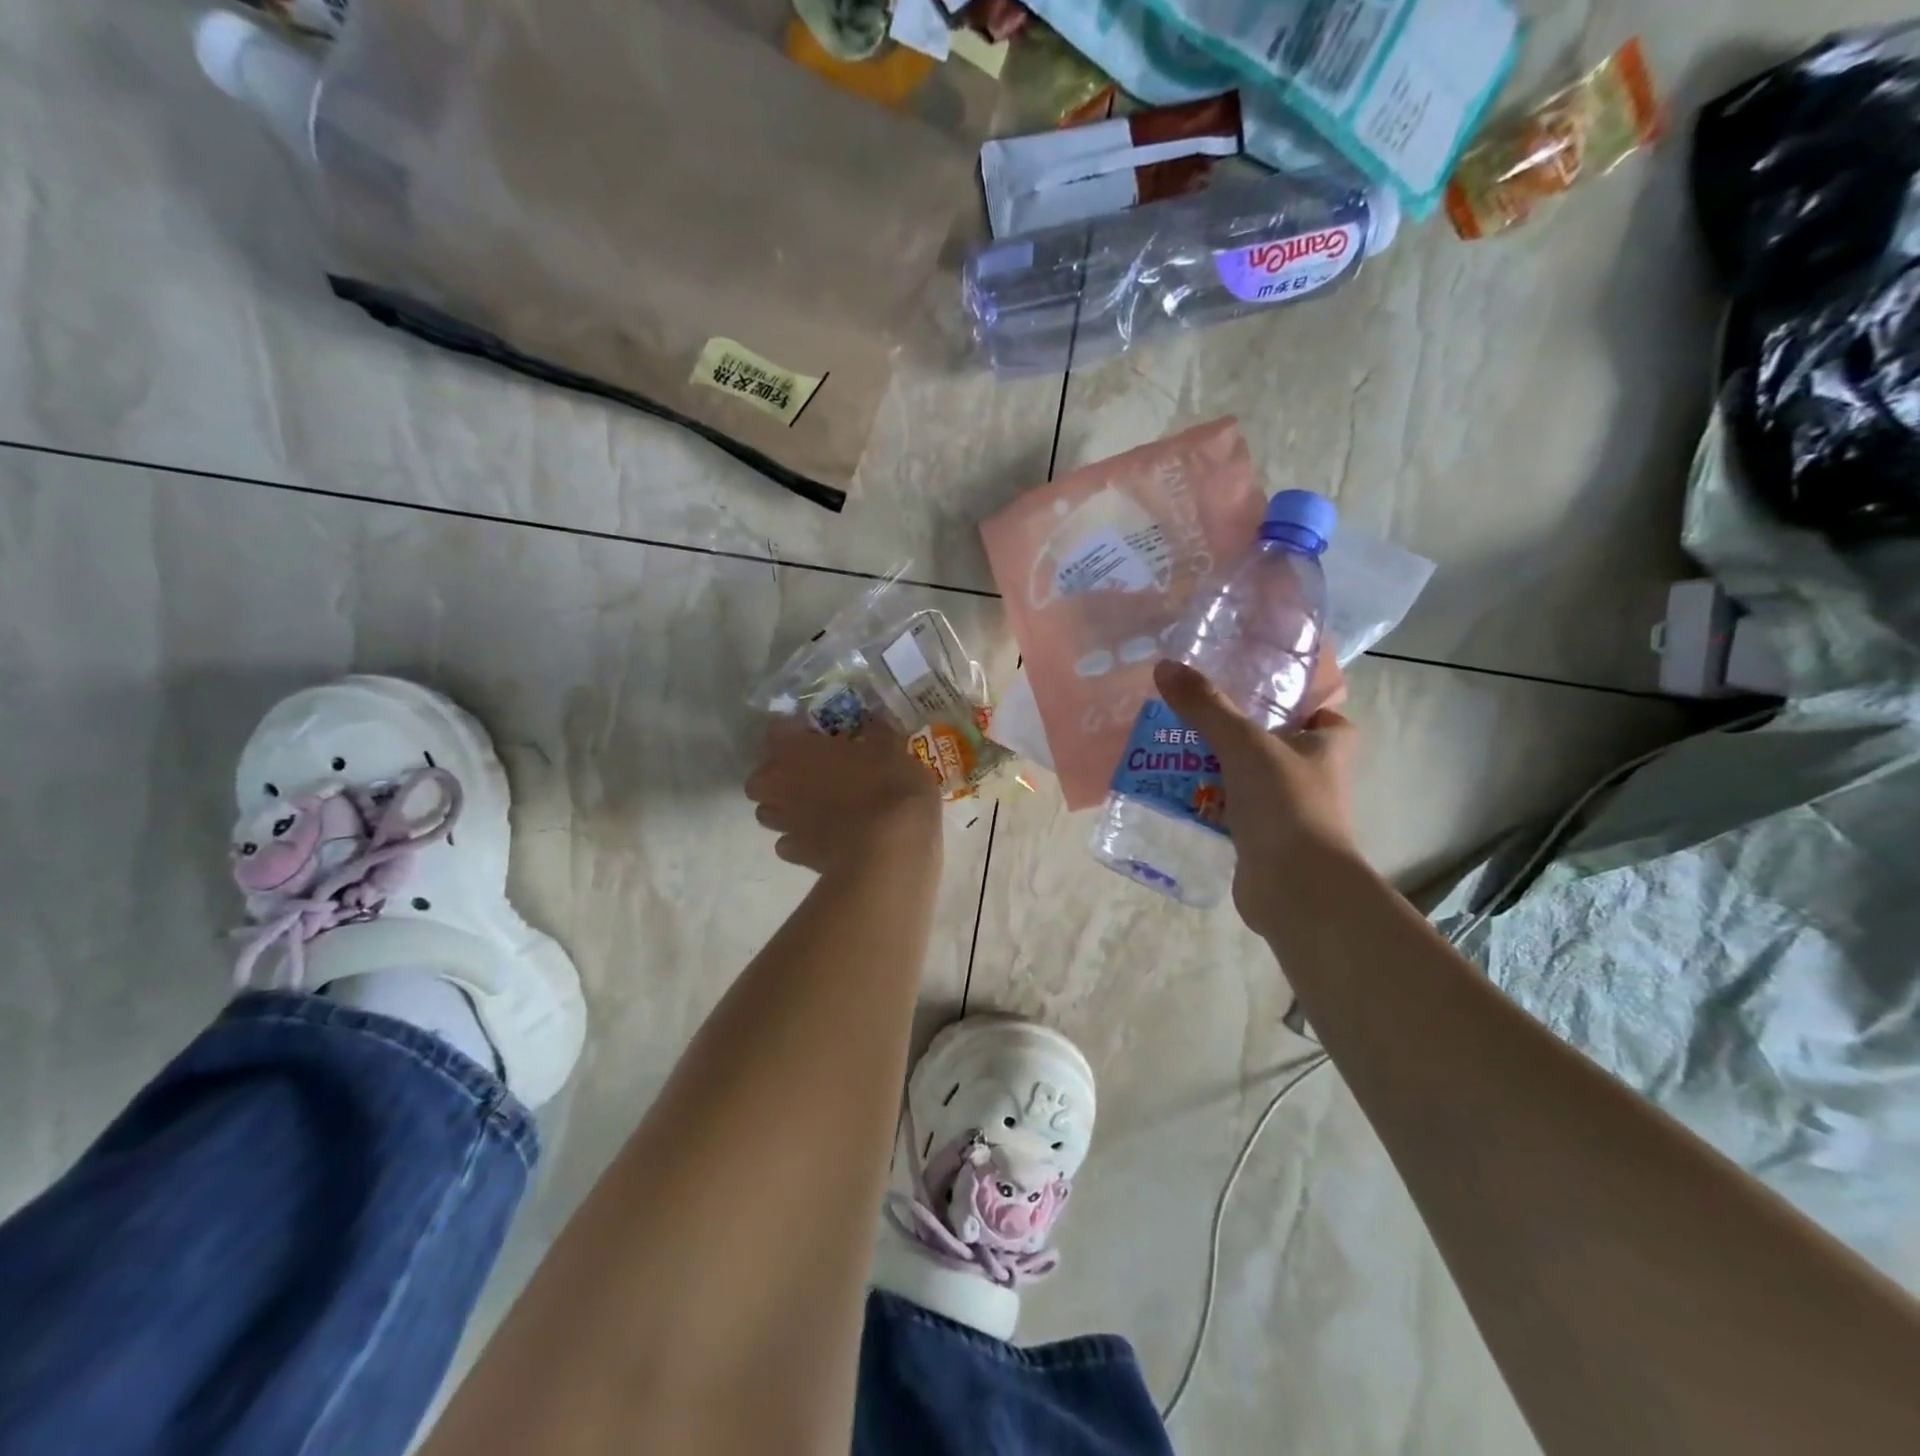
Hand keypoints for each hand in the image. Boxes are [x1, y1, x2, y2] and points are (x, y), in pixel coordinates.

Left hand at [746, 718, 942, 874]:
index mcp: (798, 750)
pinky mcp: (796, 856)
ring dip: (784, 809)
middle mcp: (781, 785)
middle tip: (810, 775)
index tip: (817, 735)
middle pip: (760, 779)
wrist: (889, 849)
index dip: (795, 733)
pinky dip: (800, 840)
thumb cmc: (889, 788)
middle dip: (778, 777)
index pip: (776, 731)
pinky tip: (824, 839)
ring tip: (814, 808)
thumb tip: (873, 718)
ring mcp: (785, 823)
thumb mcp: (893, 750)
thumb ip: (877, 732)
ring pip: (768, 812)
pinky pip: (788, 843)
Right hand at [1153, 657, 1359, 931]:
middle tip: (1191, 714)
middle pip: (1272, 742)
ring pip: (1246, 777)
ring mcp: (1288, 810)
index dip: (1292, 700)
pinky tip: (1172, 793)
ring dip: (1214, 767)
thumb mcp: (1243, 743)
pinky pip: (1229, 810)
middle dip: (1234, 732)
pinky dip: (1205, 802)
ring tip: (1170, 750)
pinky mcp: (1263, 839)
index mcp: (1328, 746)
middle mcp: (1314, 775)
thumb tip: (1164, 666)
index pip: (1320, 712)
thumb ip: (1205, 706)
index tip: (1251, 690)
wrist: (1295, 888)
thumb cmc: (1286, 803)